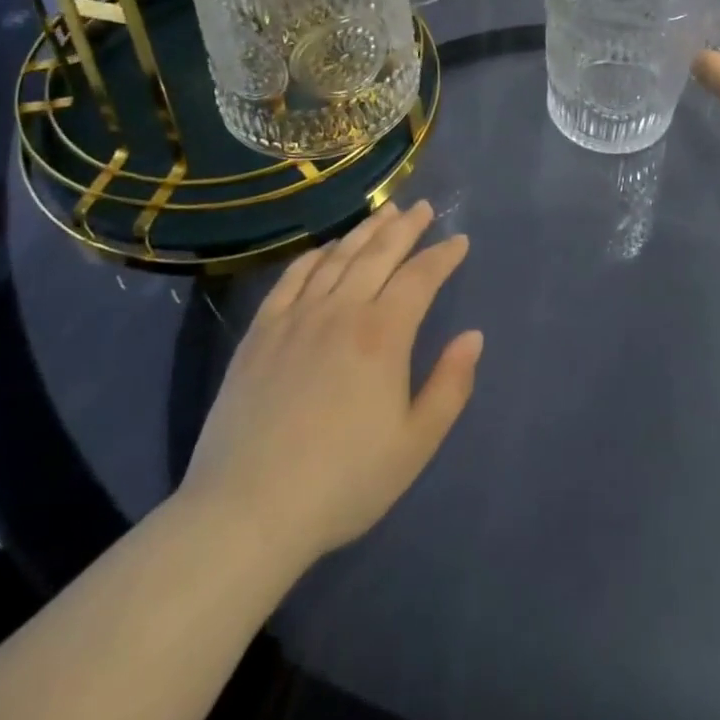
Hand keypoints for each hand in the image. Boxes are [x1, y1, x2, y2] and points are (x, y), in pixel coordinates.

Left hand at [178, 201, 482, 568]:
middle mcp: (341, 310)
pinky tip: (326, 248)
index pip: (420, 277)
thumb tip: (473, 336)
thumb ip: (450, 386)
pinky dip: (315, 255)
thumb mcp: (414, 445)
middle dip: (406, 227)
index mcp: (383, 334)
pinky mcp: (261, 332)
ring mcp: (296, 317)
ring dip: (366, 230)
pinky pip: (293, 277)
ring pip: (338, 257)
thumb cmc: (342, 483)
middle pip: (379, 253)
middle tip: (422, 208)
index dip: (443, 255)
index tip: (459, 241)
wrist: (246, 511)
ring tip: (385, 212)